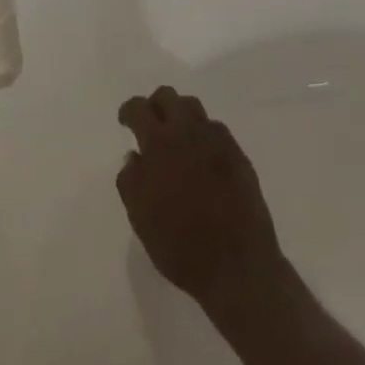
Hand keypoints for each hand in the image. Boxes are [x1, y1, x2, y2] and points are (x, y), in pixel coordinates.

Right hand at [117, 86, 286, 313]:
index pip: (139, 108)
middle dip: (155, 105)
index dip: (128, 111)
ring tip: (176, 139)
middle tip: (150, 125)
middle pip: (169, 97)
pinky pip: (216, 130)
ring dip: (180, 116)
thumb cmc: (180, 244)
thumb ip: (130, 179)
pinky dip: (203, 134)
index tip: (125, 122)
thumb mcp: (140, 216)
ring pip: (194, 108)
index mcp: (160, 144)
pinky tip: (201, 157)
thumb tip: (134, 156)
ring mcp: (218, 142)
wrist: (238, 267)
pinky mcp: (240, 156)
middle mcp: (189, 132)